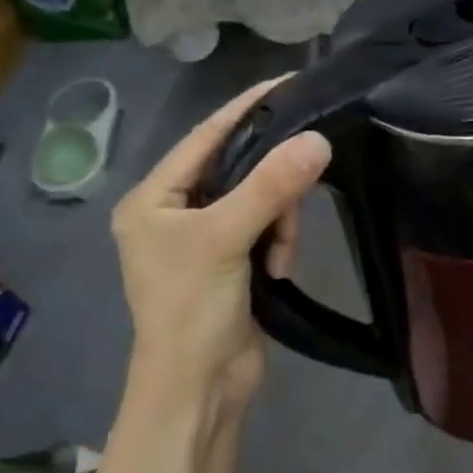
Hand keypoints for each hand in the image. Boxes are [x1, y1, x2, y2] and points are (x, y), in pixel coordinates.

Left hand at [111, 77, 330, 428]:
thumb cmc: (192, 310)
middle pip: (238, 168)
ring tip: (279, 256)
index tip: (289, 82)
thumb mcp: (227, 240)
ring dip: (279, 222)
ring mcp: (205, 239)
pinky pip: (266, 229)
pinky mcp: (232, 263)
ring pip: (259, 200)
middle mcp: (175, 212)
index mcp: (154, 198)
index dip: (246, 108)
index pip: (205, 136)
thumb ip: (271, 187)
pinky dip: (279, 243)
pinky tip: (279, 270)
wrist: (199, 390)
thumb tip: (318, 139)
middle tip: (297, 198)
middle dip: (271, 184)